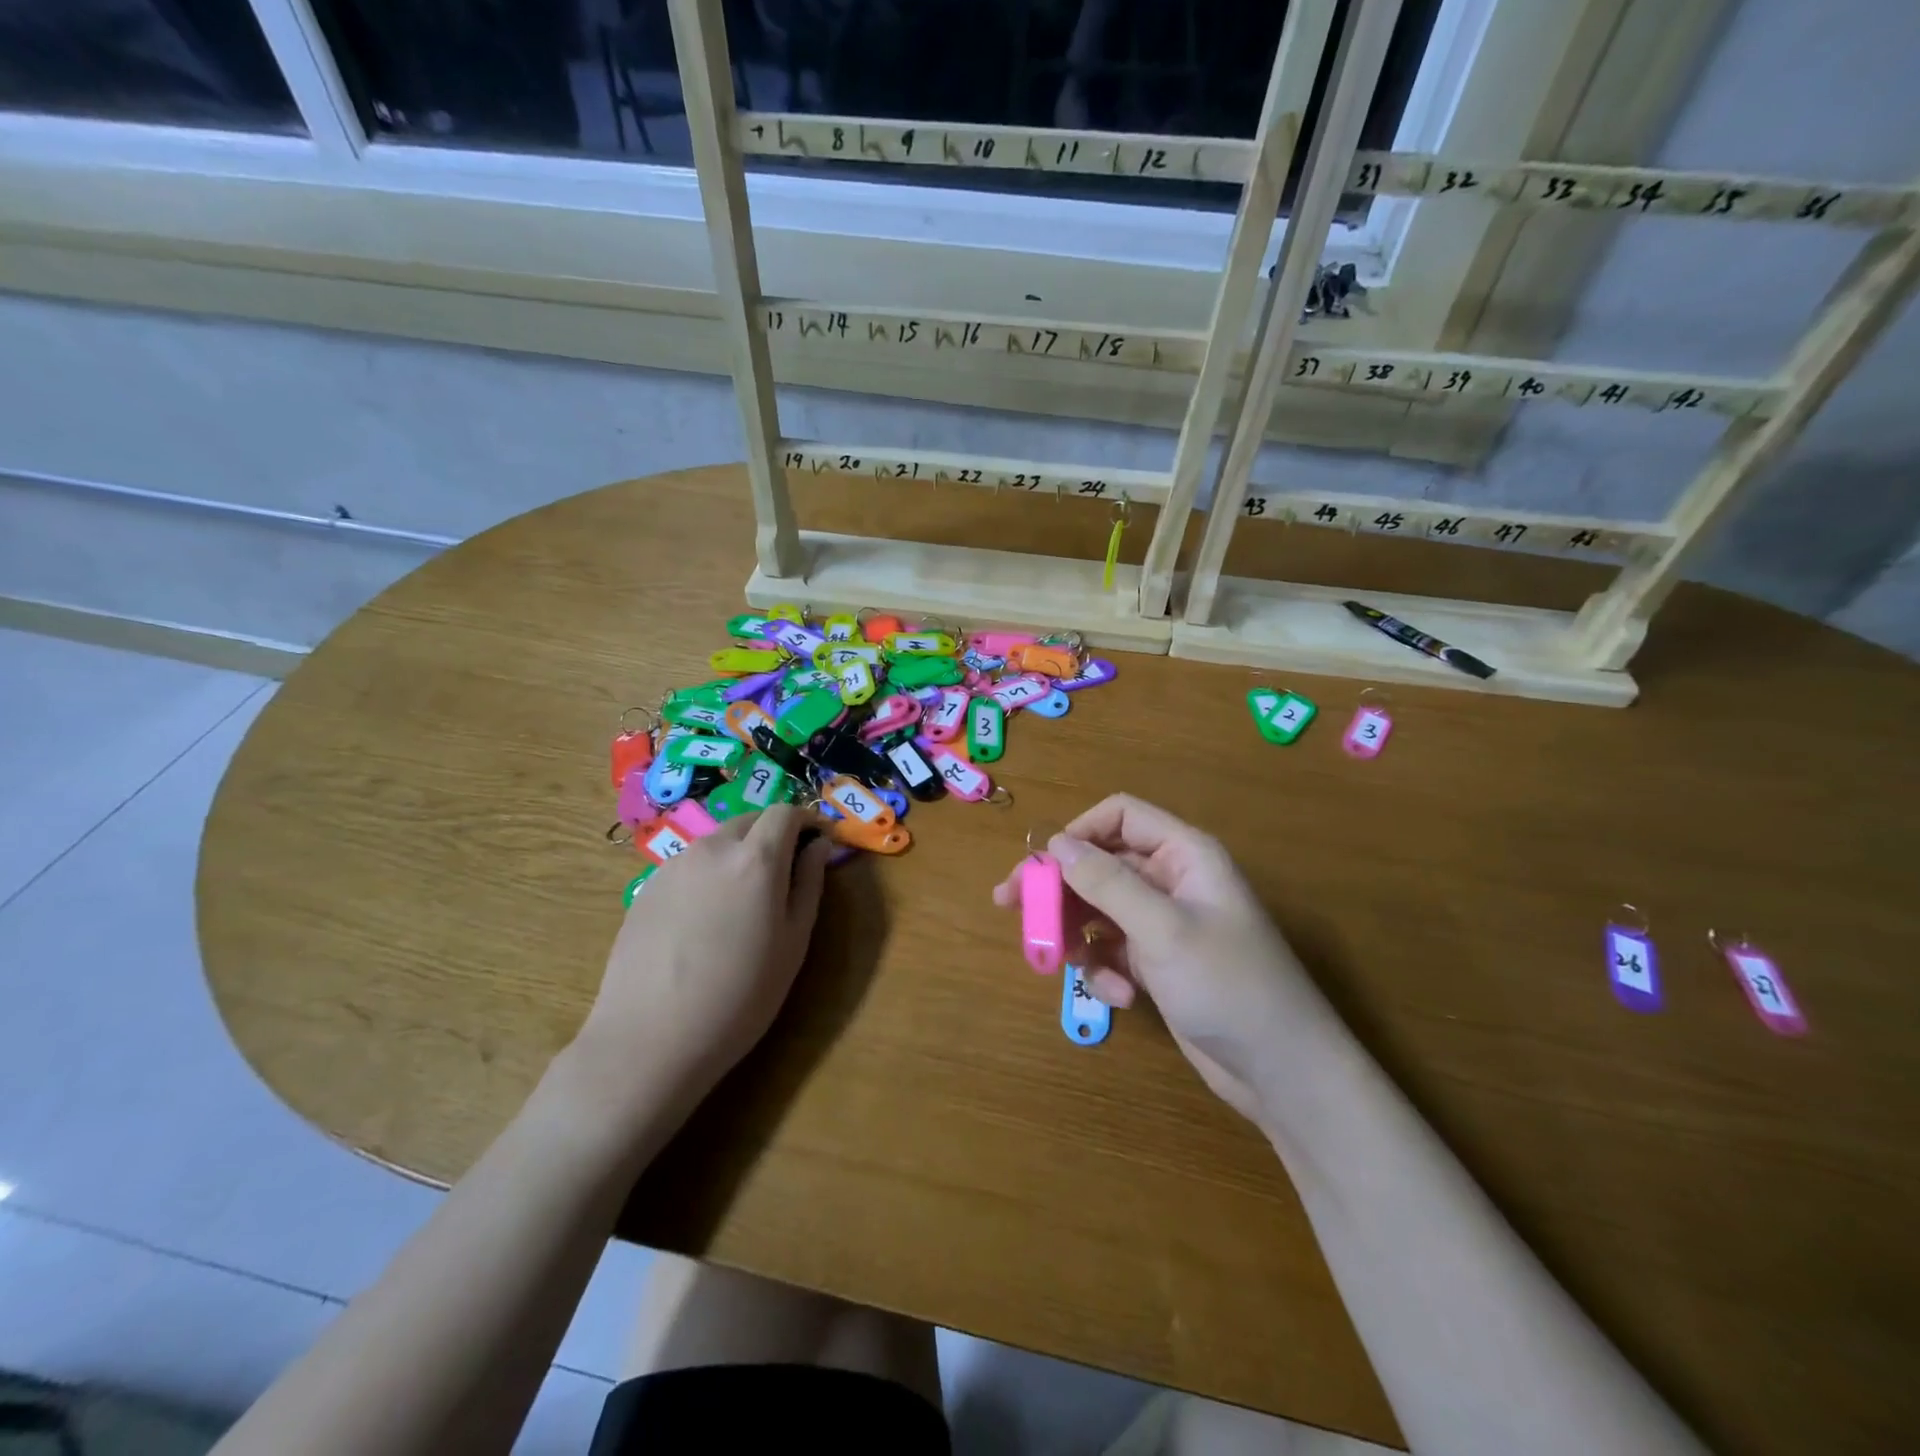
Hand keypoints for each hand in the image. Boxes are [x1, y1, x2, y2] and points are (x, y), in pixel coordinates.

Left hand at [570, 805, 832, 1128]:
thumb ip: (809, 883)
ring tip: (744, 899)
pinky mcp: (647, 887)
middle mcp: (713, 848)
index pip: (786, 812)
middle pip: (750, 819)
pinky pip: (691, 864)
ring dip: (740, 852)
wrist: (650, 1038)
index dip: (807, 820)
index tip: (818, 841)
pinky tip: (706, 918)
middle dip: (774, 833)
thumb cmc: (740, 996)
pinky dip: (710, 872)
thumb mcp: (793, 942)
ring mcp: (674, 865)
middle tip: (785, 871)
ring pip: (718, 841)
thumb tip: (818, 846)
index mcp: (756, 858)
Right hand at [993, 795, 1331, 1125]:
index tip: (1040, 864)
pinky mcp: (1158, 962)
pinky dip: (1105, 969)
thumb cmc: (1228, 985)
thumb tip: (1055, 844)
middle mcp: (1172, 880)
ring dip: (1078, 935)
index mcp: (1183, 854)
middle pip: (1100, 865)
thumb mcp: (1162, 929)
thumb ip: (1106, 883)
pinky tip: (1120, 997)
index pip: (1120, 816)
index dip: (1077, 833)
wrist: (1282, 1071)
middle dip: (1060, 888)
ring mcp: (1164, 923)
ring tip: (1065, 965)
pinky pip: (1112, 949)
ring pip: (1098, 909)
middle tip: (1010, 906)